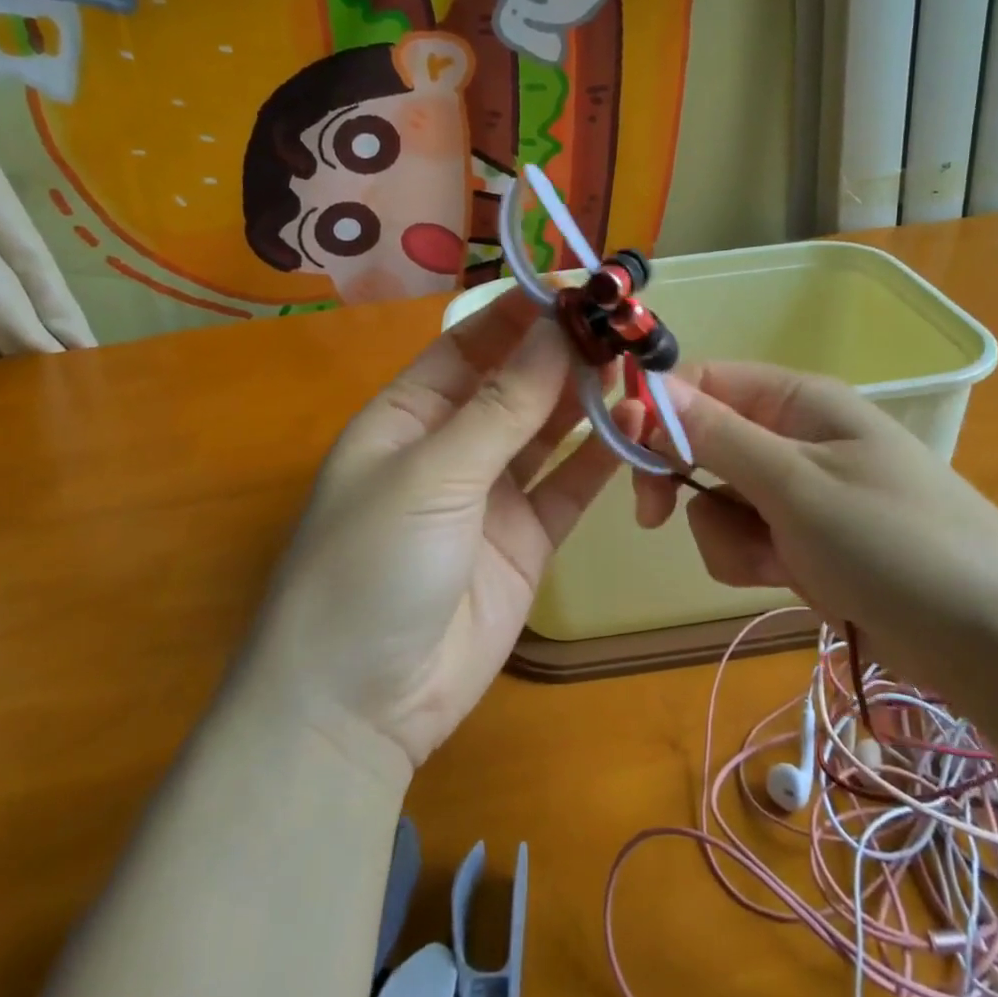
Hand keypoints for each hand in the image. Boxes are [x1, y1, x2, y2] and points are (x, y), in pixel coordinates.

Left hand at [252, 293, 632, 772]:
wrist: (359, 707)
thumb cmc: (370, 566)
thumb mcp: (433, 475)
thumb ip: (502, 407)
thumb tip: (556, 331)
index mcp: (408, 414)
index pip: (471, 344)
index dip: (521, 314)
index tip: (578, 289)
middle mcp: (453, 444)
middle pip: (517, 383)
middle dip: (564, 353)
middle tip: (623, 326)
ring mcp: (493, 492)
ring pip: (549, 430)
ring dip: (588, 399)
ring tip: (636, 366)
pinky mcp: (527, 538)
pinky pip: (570, 485)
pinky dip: (602, 457)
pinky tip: (638, 426)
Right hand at [635, 363, 997, 683]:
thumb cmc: (894, 542)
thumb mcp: (795, 483)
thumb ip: (716, 435)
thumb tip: (650, 385)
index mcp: (798, 401)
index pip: (705, 383)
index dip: (658, 412)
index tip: (626, 456)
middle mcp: (797, 437)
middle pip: (705, 443)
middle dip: (685, 483)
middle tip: (656, 517)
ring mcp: (805, 492)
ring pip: (721, 500)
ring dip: (727, 534)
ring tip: (774, 562)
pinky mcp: (811, 541)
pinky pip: (751, 539)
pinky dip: (754, 561)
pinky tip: (789, 582)